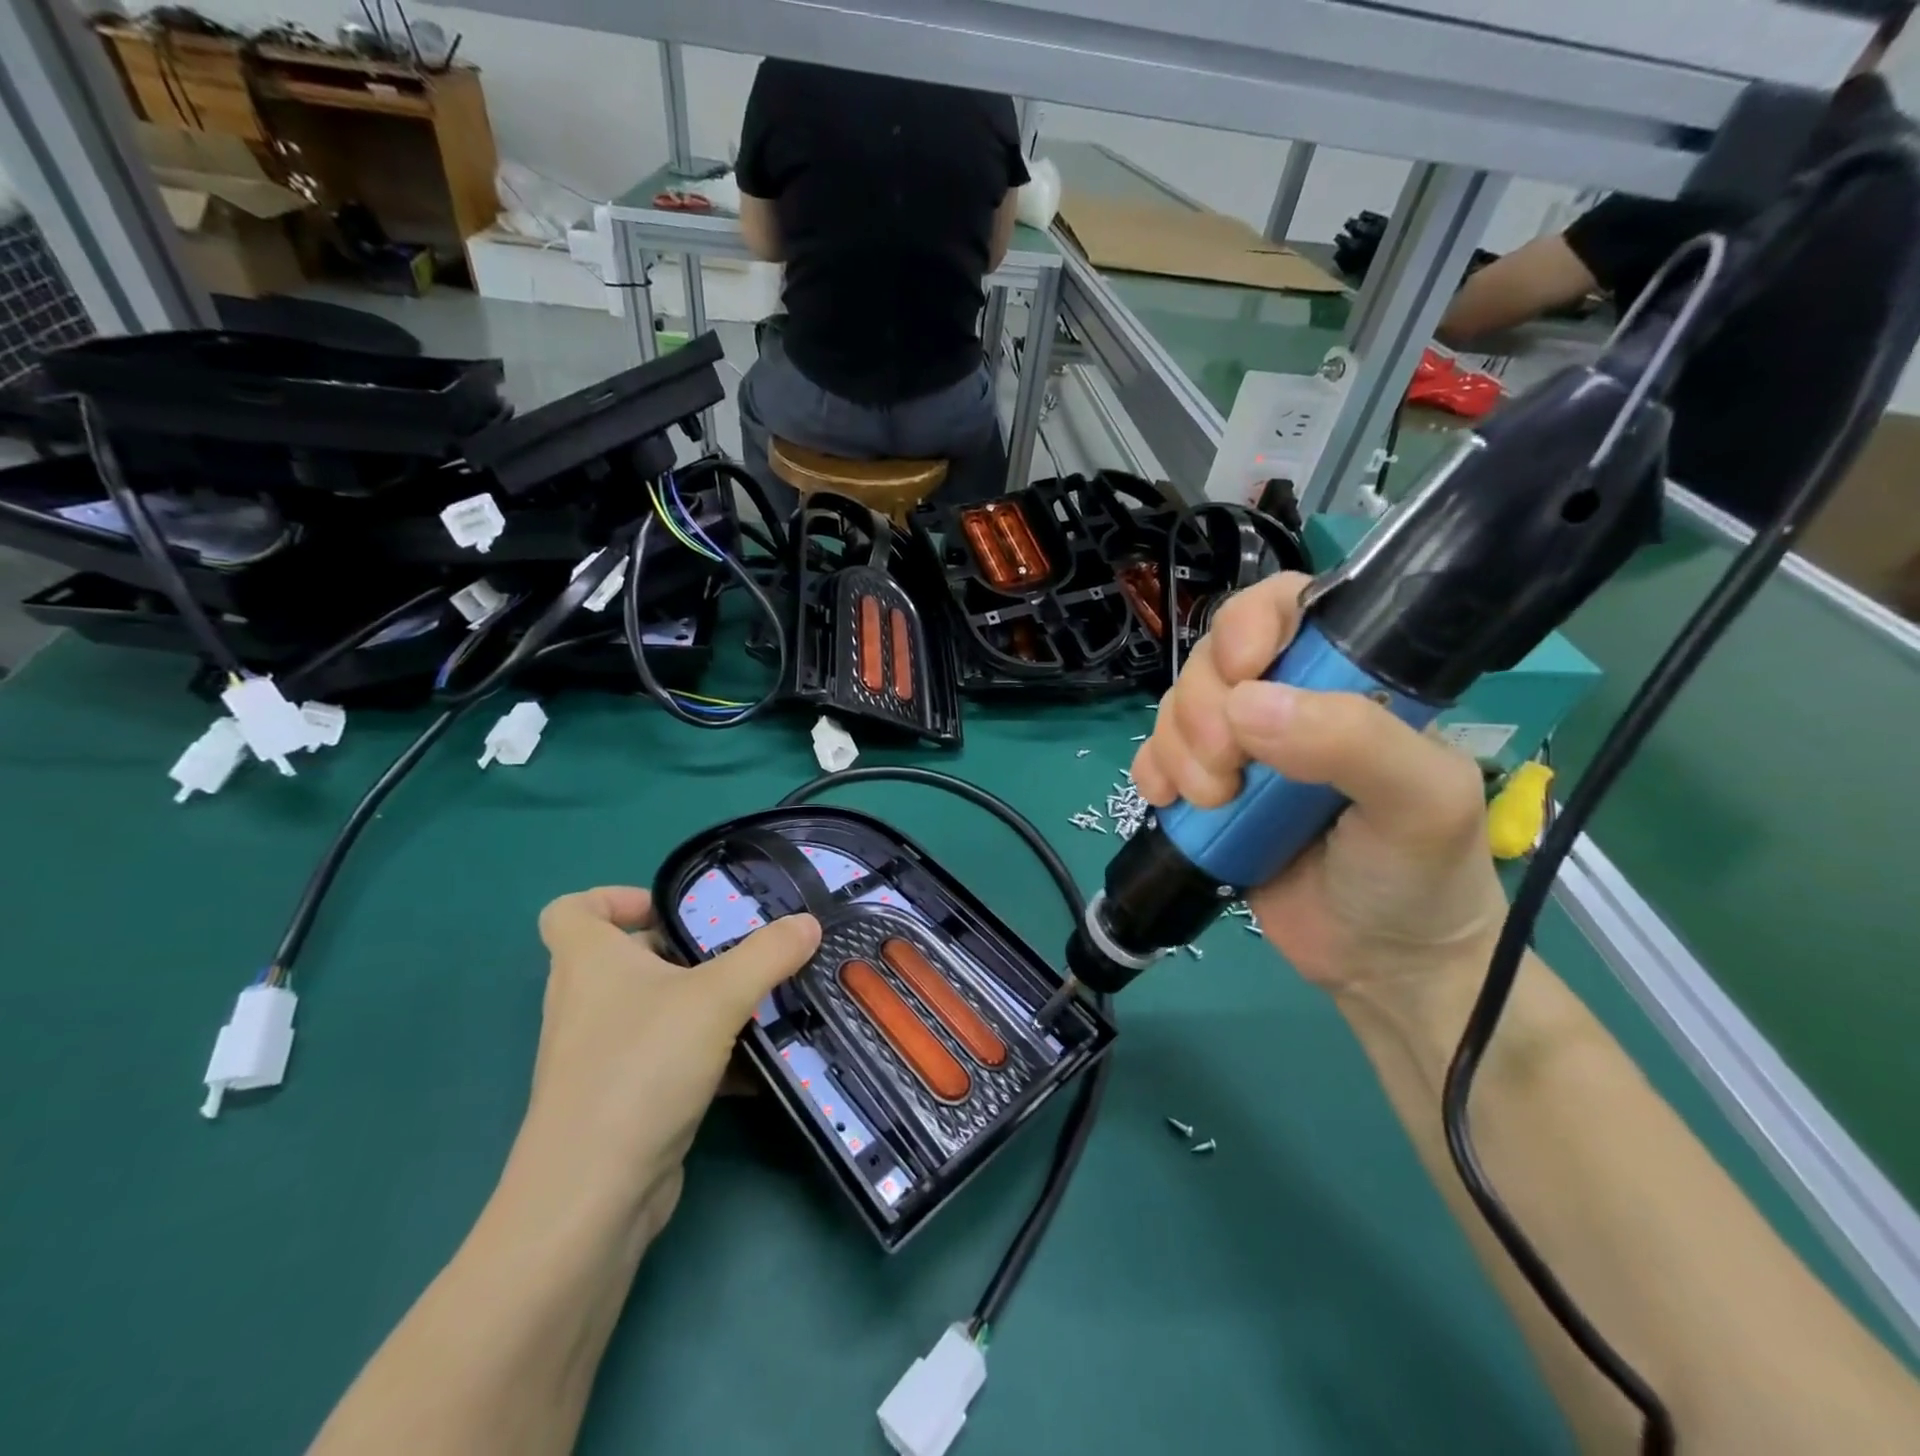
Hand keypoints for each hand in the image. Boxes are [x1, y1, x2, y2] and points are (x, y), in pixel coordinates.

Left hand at [507, 888, 820, 1233]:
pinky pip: (665, 1058)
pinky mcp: (620, 1100)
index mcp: (588, 962)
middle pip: (625, 958)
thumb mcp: (717, 997)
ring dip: (700, 1004)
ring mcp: (598, 1056)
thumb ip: (768, 954)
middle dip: (683, 951)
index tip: (669, 908)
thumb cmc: (640, 1068)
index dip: (613, 898)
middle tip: (738, 952)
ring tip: (758, 1002)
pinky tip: (755, 1068)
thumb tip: (808, 922)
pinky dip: (705, 1056)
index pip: (571, 909)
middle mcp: (584, 1003)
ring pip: (651, 1011)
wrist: (592, 1196)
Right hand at [1132, 574, 1507, 1008]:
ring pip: (1177, 707)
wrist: (1382, 964)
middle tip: (1230, 772)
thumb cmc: (1420, 874)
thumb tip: (1246, 707)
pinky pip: (1155, 757)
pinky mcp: (1206, 791)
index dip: (1247, 624)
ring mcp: (1241, 749)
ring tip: (1214, 803)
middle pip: (1213, 659)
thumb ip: (1353, 741)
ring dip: (1180, 750)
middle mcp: (1288, 702)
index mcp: (1348, 681)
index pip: (1285, 608)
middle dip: (1205, 710)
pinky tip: (1172, 802)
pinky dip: (1153, 773)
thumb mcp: (1420, 802)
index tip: (1240, 674)